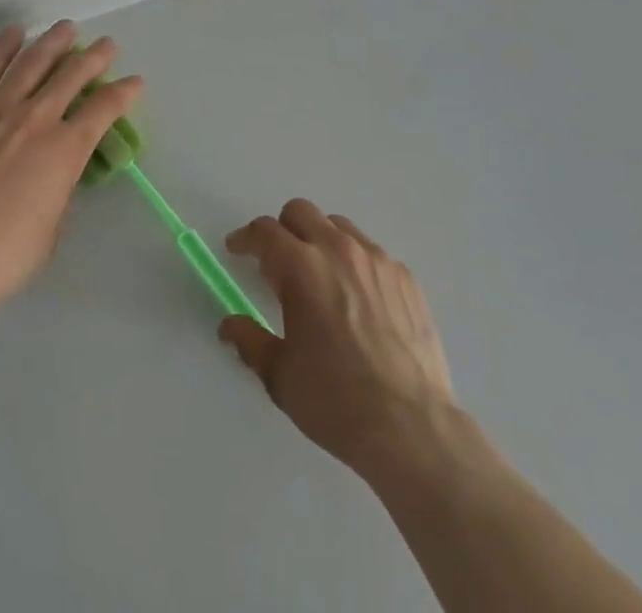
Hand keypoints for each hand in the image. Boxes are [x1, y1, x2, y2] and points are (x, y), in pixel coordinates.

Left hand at [0, 21, 141, 311]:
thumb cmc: (3, 256)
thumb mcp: (51, 231)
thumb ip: (60, 194)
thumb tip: (58, 177)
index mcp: (65, 151)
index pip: (104, 110)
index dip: (123, 93)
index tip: (134, 81)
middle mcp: (35, 120)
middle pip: (71, 76)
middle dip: (94, 57)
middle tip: (107, 44)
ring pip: (30, 64)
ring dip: (52, 42)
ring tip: (66, 28)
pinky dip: (1, 50)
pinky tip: (14, 34)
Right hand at [220, 199, 456, 473]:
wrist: (412, 429)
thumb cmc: (336, 402)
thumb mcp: (280, 376)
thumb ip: (249, 340)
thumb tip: (229, 325)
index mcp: (302, 268)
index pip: (264, 231)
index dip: (245, 238)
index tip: (237, 250)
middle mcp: (339, 250)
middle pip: (301, 212)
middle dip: (282, 230)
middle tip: (277, 263)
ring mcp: (377, 260)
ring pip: (338, 226)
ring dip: (319, 241)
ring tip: (320, 279)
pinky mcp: (405, 277)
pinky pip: (371, 253)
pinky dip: (354, 263)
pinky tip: (358, 301)